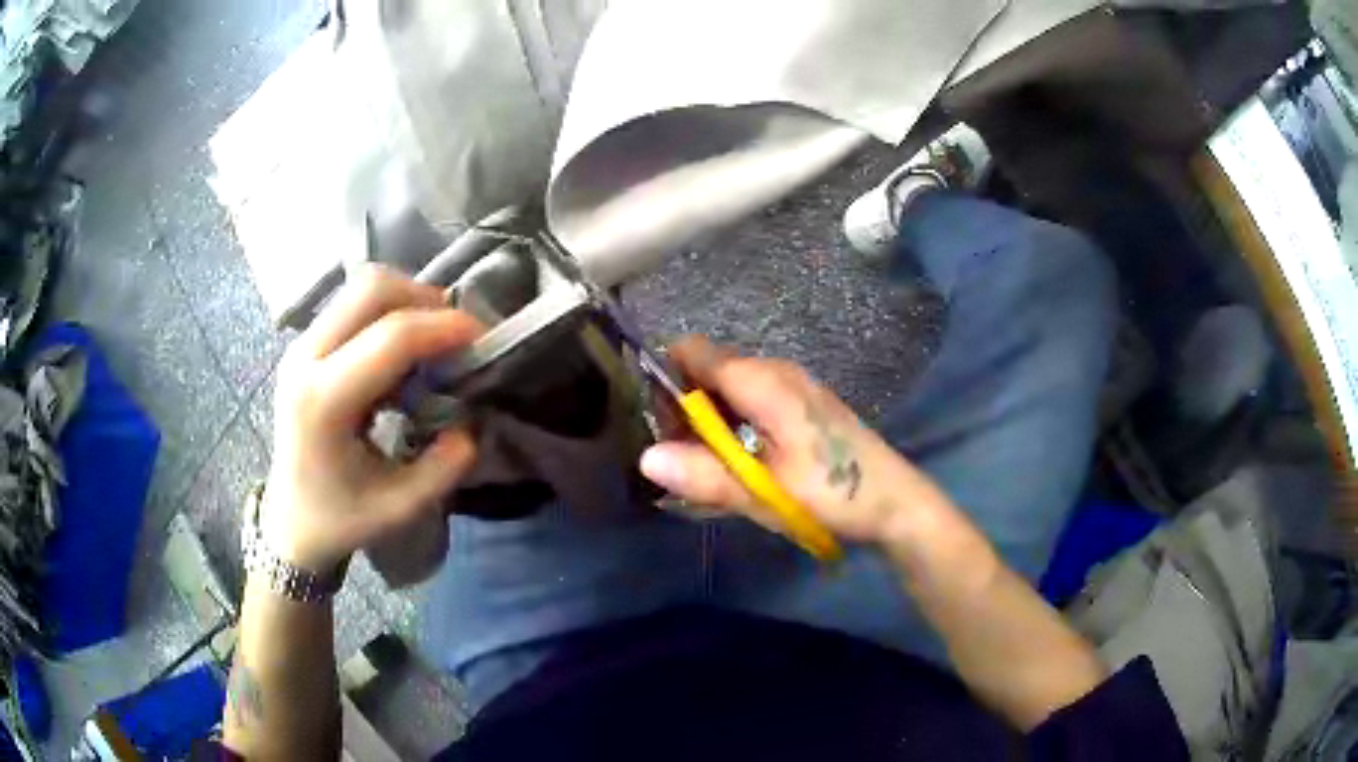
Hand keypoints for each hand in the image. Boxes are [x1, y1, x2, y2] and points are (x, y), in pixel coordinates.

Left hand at [260, 265, 481, 574]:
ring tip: (434, 337)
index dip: (444, 328)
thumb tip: (473, 421)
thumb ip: (445, 465)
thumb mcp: (401, 506)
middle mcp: (306, 359)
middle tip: (457, 332)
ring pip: (361, 287)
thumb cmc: (341, 518)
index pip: (391, 337)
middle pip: (371, 288)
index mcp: (324, 401)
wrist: (290, 519)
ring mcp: (301, 346)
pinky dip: (388, 310)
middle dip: (425, 298)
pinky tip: (404, 348)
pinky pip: (352, 303)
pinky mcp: (305, 345)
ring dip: (407, 299)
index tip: (483, 339)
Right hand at [639, 337, 954, 545]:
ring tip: (715, 472)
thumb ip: (704, 474)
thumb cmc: (830, 493)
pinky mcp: (803, 404)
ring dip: (711, 426)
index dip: (664, 382)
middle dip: (686, 412)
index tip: (661, 427)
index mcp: (761, 379)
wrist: (894, 501)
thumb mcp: (763, 491)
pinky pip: (752, 403)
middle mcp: (774, 371)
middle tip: (687, 463)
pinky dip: (736, 429)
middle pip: (707, 373)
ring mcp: (792, 386)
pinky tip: (746, 467)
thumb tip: (644, 458)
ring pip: (729, 392)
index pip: (690, 352)